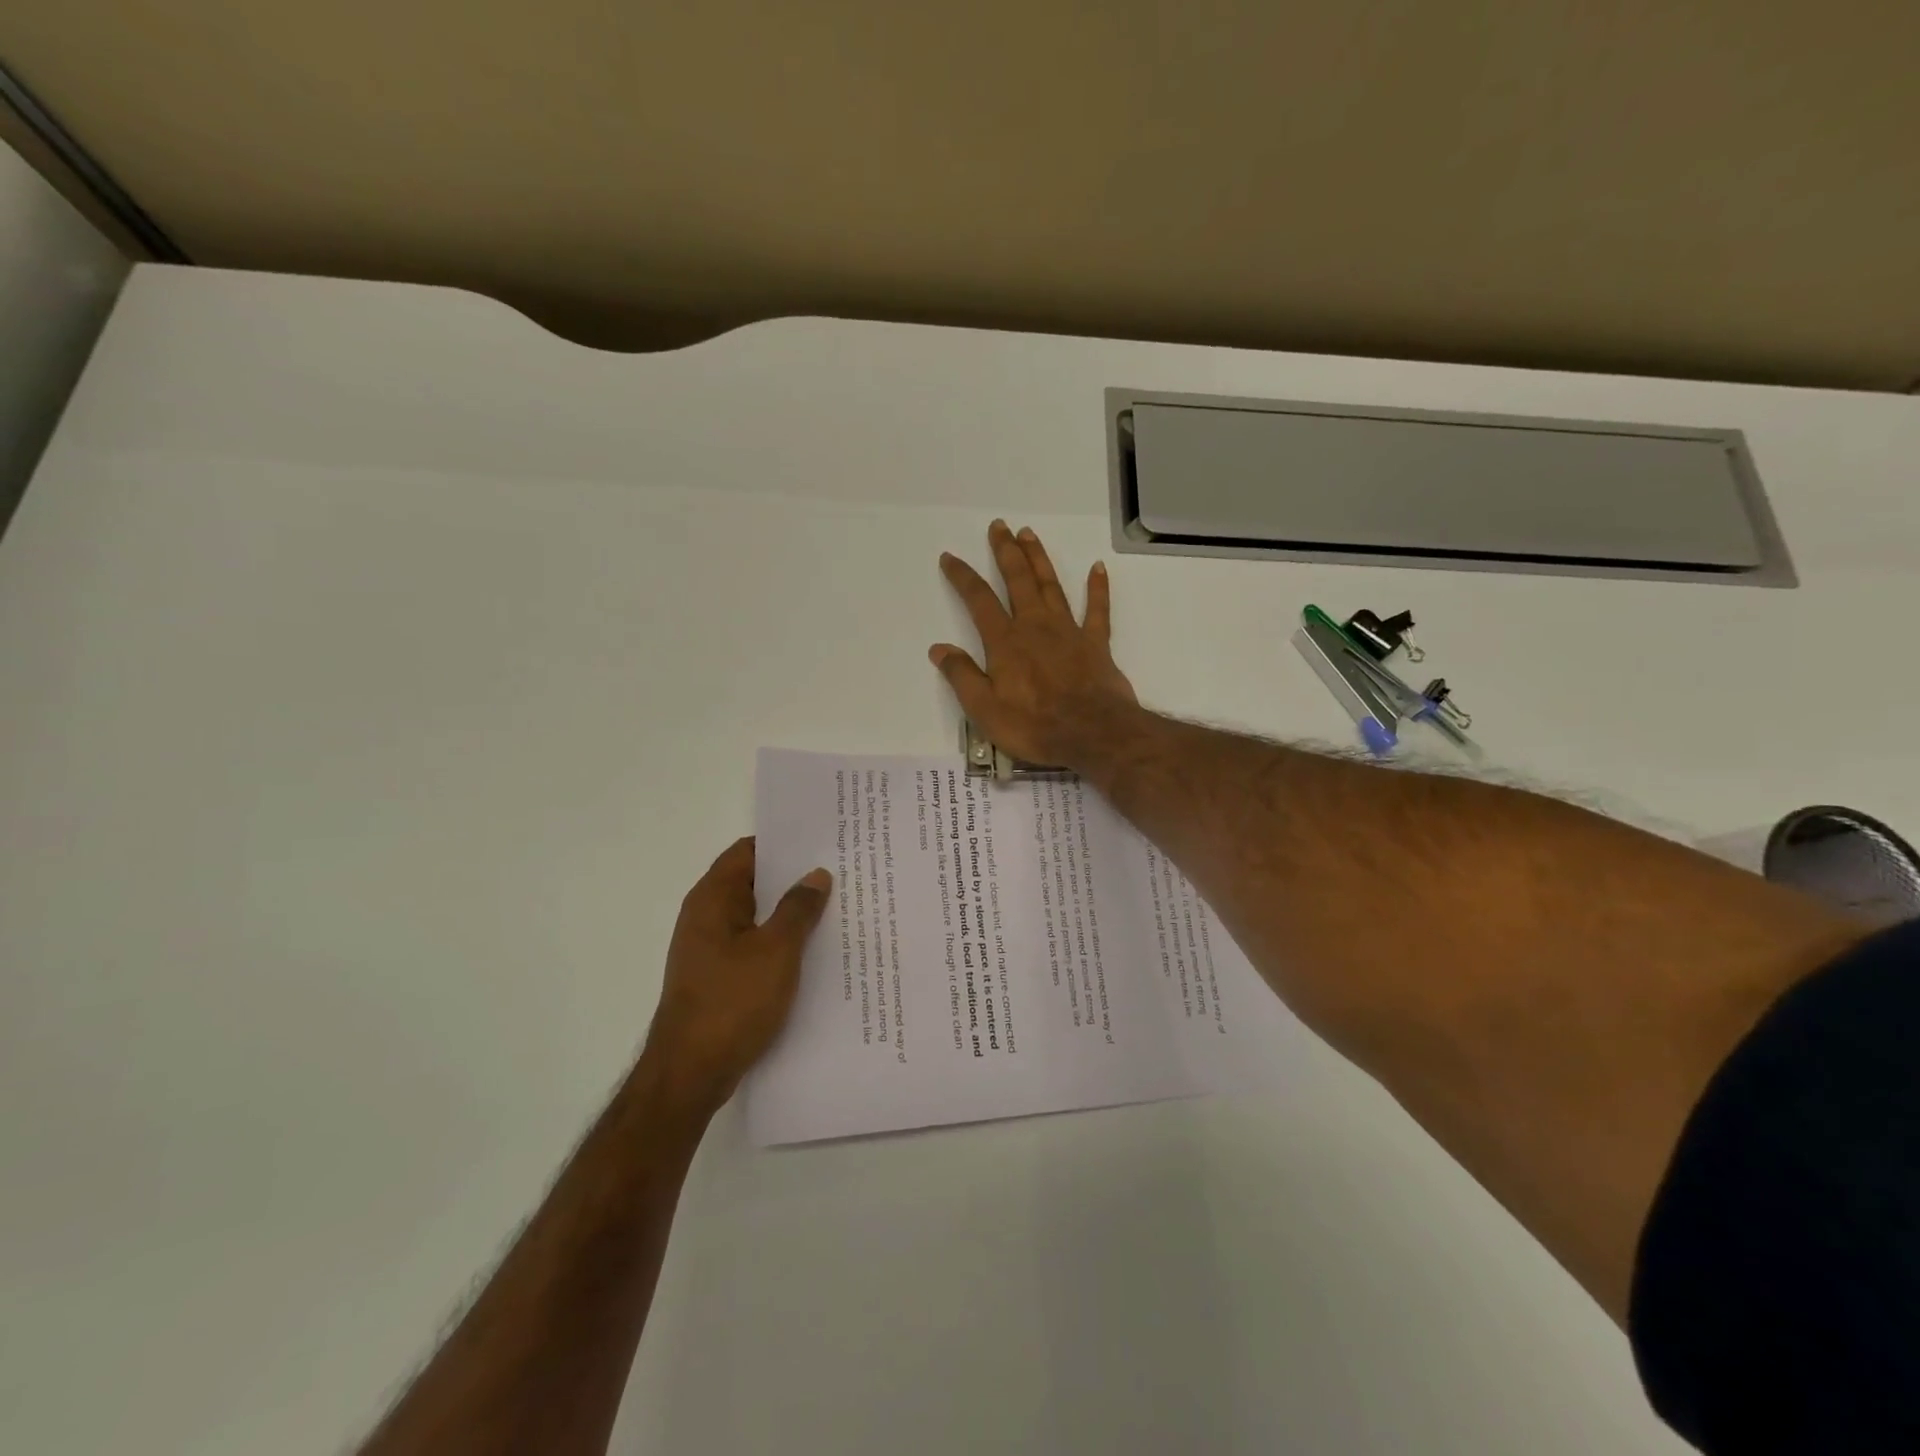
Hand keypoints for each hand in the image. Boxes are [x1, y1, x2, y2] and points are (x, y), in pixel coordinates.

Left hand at [638, 837, 831, 1120]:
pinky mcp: (717, 977)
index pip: (748, 851)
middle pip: (753, 882)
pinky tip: (812, 951)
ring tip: (835, 908)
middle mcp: (706, 916)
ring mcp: (710, 948)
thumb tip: (816, 875)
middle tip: (839, 872)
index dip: (783, 843)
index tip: (822, 841)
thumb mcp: (777, 950)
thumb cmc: (732, 1002)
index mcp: (713, 899)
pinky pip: (753, 945)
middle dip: (792, 877)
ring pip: (756, 916)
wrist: (690, 1074)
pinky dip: (779, 941)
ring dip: (788, 913)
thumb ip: (798, 909)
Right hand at [930, 520, 1138, 771]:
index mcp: (1005, 642)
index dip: (962, 577)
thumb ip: (961, 675)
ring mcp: (1068, 631)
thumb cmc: (1033, 725)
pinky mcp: (1095, 644)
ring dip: (1039, 559)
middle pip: (1018, 580)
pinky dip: (1098, 588)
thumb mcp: (984, 709)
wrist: (1092, 733)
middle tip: (998, 526)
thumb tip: (939, 648)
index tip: (951, 558)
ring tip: (1028, 534)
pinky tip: (1097, 568)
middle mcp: (1035, 627)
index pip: (978, 601)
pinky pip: (1098, 610)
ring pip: (1051, 586)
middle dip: (1005, 552)